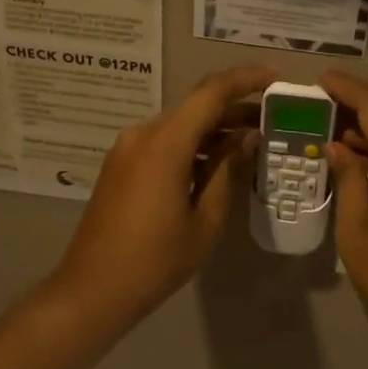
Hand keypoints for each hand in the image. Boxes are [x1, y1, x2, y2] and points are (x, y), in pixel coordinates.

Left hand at [50, 65, 274, 333]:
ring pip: (180, 126)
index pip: (211, 93)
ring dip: (214, 130)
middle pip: (195, 108)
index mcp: (164, 144)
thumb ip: (227, 172)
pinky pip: (163, 143)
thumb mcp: (205, 220)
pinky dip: (193, 145)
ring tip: (252, 142)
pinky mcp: (121, 166)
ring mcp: (127, 150)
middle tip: (272, 119)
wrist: (92, 290)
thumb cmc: (155, 261)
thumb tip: (247, 138)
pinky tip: (217, 163)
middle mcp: (142, 135)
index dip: (245, 80)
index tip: (275, 77)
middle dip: (234, 109)